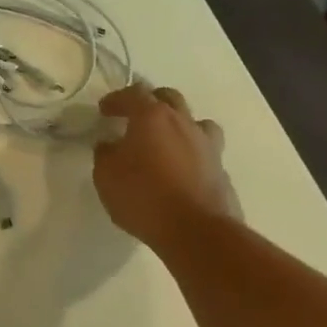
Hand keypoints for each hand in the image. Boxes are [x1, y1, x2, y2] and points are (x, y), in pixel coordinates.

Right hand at [92, 84, 239, 247]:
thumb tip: (110, 145)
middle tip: (135, 117)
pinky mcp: (221, 171)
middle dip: (150, 102)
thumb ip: (106, 153)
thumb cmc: (143, 196)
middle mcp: (183, 123)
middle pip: (169, 97)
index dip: (116, 99)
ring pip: (196, 121)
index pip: (133, 93)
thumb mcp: (106, 175)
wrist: (197, 232)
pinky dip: (190, 153)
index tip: (104, 110)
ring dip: (179, 124)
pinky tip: (179, 170)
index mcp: (152, 117)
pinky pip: (205, 151)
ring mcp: (207, 146)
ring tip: (165, 140)